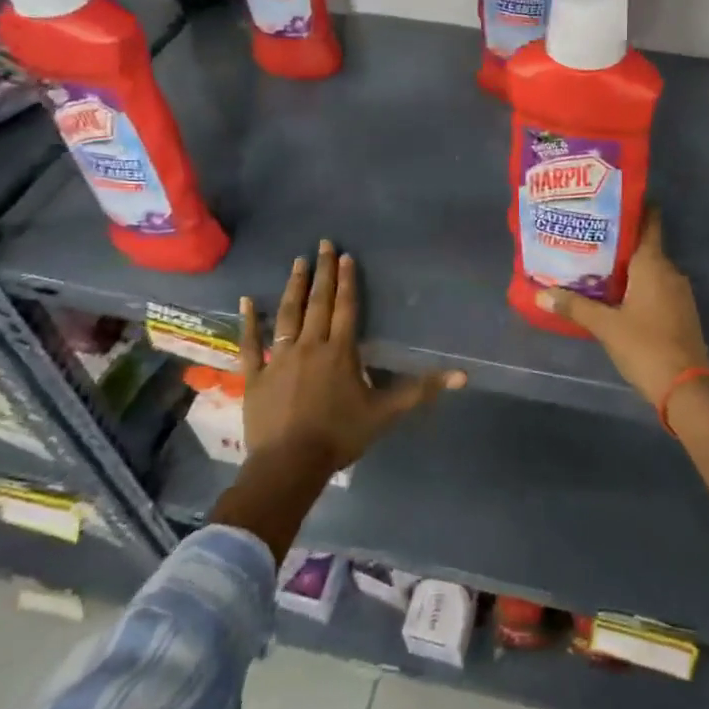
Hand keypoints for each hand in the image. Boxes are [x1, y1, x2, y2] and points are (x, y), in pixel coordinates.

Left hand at [240, 239, 464, 474]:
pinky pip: (250, 343)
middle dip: (322, 272)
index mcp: (340, 352)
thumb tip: (462, 376)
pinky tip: (246, 300)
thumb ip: (421, 391)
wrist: (289, 465)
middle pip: (317, 303)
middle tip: (323, 244)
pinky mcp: (255, 375)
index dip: (347, 281)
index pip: (346, 308)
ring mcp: (278, 359)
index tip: (346, 256)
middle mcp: (309, 346)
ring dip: (293, 287)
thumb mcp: (386, 413)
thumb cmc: (340, 436)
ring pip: (287, 315)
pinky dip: (248, 321)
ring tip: (298, 262)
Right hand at [533, 210, 708, 407]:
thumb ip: (575, 306)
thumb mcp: (606, 326)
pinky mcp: (681, 312)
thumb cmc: (646, 346)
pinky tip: (617, 297)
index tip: (612, 200)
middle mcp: (669, 271)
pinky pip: (657, 287)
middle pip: (646, 245)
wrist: (687, 389)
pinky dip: (639, 286)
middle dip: (620, 241)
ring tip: (596, 266)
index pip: (650, 221)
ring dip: (628, 266)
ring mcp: (679, 292)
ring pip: (650, 269)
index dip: (635, 206)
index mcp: (653, 264)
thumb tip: (542, 292)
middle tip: (589, 237)